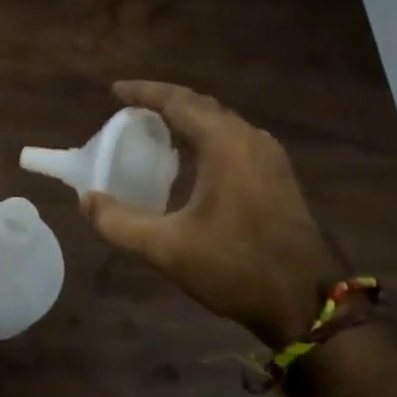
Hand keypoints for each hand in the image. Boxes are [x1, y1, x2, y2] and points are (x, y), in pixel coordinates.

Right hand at [81, 81, 339, 345]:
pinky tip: (191, 159)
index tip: (114, 91)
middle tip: (130, 108)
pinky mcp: (278, 178)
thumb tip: (87, 200)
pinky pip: (234, 140)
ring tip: (155, 128)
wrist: (309, 304)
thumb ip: (118, 223)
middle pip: (201, 105)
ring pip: (220, 122)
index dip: (143, 92)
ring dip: (187, 119)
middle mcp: (250, 139)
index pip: (177, 101)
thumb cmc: (236, 267)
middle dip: (164, 101)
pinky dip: (205, 137)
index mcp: (225, 144)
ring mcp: (270, 158)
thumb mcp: (166, 249)